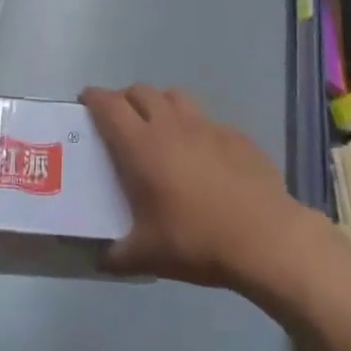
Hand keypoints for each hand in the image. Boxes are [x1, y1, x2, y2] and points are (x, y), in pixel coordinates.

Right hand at [83, 85, 302, 289]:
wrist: (265, 237)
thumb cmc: (196, 240)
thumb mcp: (148, 255)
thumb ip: (118, 255)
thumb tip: (102, 258)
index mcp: (141, 145)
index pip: (109, 105)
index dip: (94, 97)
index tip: (85, 100)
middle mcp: (170, 125)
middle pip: (141, 92)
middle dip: (125, 99)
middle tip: (120, 119)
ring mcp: (206, 125)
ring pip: (175, 96)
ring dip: (160, 104)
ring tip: (159, 127)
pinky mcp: (235, 134)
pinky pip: (206, 119)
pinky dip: (194, 127)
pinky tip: (201, 154)